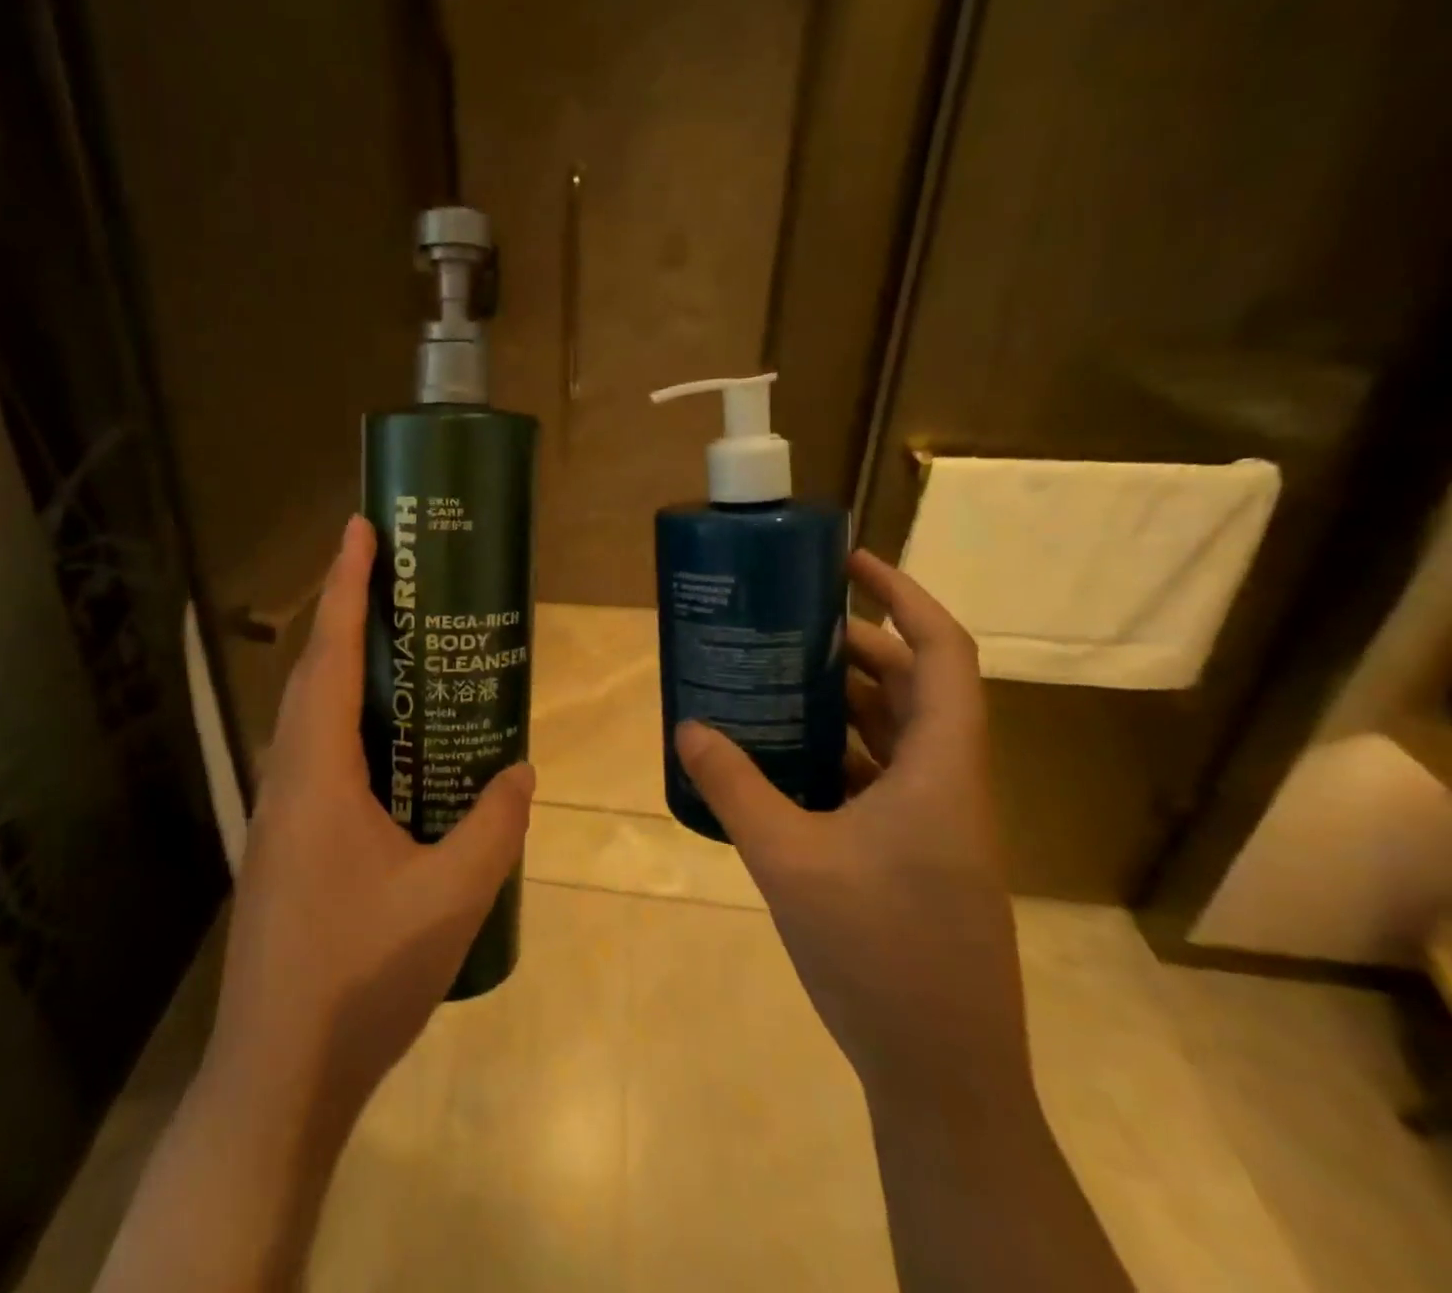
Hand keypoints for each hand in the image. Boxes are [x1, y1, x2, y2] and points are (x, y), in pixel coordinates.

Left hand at [208, 514, 533, 1123]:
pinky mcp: (284, 845)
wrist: (279, 1075)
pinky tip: (390, 748)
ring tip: (397, 647)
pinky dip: (348, 723)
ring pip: (311, 717)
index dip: (343, 586)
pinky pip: (317, 756)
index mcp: (318, 774)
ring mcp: (279, 815)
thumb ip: (494, 826)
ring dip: (344, 669)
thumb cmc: (360, 977)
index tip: (359, 530)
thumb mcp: (451, 898)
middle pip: (313, 675)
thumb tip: (520, 771)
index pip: (329, 656)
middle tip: (392, 577)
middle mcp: (287, 779)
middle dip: (345, 614)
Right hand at [675, 550, 1027, 1104]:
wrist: (940, 1072)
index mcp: (941, 769)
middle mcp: (949, 783)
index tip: (848, 564)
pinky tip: (782, 760)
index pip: (943, 653)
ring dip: (841, 702)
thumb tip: (688, 727)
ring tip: (774, 679)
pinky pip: (879, 778)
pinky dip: (836, 754)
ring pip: (894, 734)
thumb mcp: (789, 860)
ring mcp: (936, 822)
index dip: (903, 596)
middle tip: (787, 625)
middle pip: (912, 687)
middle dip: (853, 646)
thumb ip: (735, 786)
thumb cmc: (878, 954)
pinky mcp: (916, 854)